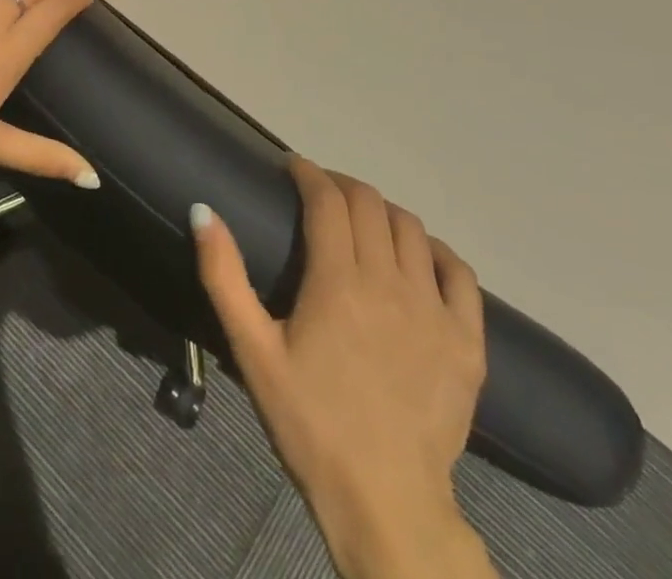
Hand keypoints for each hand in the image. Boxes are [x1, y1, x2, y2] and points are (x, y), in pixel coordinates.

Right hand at [193, 160, 494, 578]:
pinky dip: (436, 252)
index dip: (308, 172)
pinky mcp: (469, 342)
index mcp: (338, 282)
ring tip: (363, 222)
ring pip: (413, 230)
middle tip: (319, 193)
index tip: (291, 167)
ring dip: (383, 212)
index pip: (327, 199)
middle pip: (370, 204)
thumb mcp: (252, 351)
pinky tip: (419, 259)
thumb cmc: (310, 422)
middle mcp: (390, 283)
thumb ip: (223, 275)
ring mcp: (436, 311)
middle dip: (341, 185)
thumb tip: (203, 209)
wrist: (385, 503)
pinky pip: (460, 273)